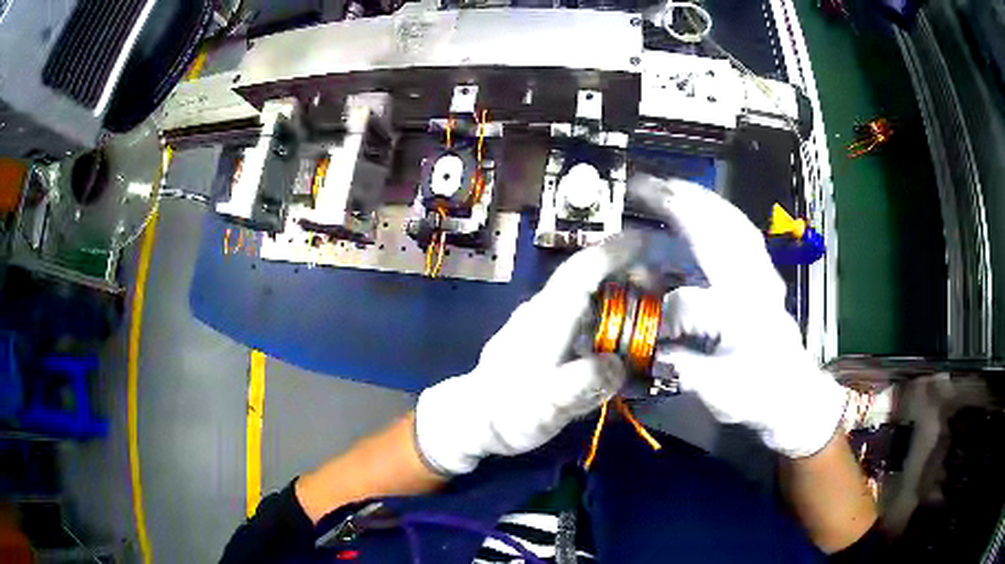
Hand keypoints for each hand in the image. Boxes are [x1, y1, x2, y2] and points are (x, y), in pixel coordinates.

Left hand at [415, 236, 639, 474]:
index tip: (651, 241)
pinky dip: (609, 311)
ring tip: (652, 304)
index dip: (618, 252)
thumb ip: (580, 386)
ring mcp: (545, 319)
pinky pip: (584, 311)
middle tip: (665, 283)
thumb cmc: (509, 411)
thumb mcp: (545, 407)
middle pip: (590, 274)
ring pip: (589, 291)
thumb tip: (617, 364)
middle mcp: (547, 308)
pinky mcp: (546, 333)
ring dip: (621, 289)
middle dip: (629, 269)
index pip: (584, 270)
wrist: (476, 417)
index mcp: (549, 317)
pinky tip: (624, 330)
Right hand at [632, 176, 846, 457]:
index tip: (640, 316)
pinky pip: (740, 227)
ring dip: (696, 199)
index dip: (662, 308)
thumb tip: (651, 345)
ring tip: (665, 185)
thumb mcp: (720, 395)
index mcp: (742, 323)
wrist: (791, 389)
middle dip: (678, 208)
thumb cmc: (757, 394)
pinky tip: (698, 201)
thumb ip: (686, 369)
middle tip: (642, 189)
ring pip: (730, 222)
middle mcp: (754, 289)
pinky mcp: (763, 269)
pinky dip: (716, 208)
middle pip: (717, 237)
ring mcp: (762, 273)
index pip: (694, 304)